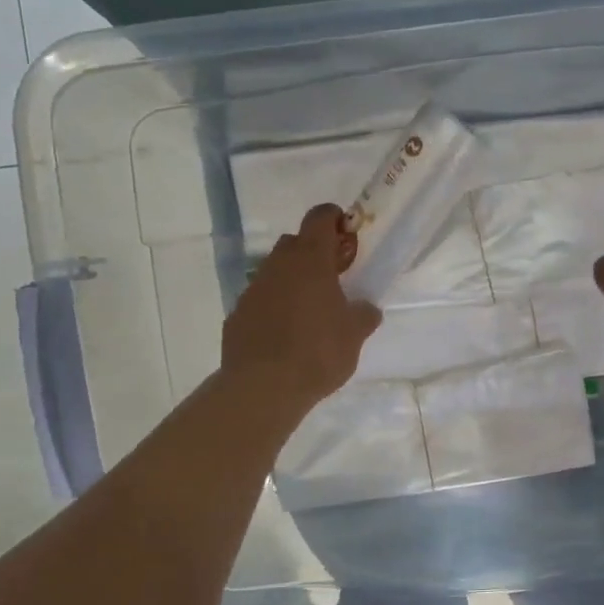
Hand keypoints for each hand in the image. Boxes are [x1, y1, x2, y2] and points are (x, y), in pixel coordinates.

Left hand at [223, 204, 380, 414]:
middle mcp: (278, 266)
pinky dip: (273, 307)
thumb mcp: (354, 335)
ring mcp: (253, 289)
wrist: (263, 386)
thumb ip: (363, 315)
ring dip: (292, 281)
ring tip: (309, 311)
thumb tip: (366, 308)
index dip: (333, 218)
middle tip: (332, 277)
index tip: (346, 231)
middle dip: (313, 252)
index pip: (319, 218)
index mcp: (310, 260)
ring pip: (275, 272)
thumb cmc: (318, 352)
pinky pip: (260, 300)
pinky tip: (284, 334)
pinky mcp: (237, 315)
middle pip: (294, 243)